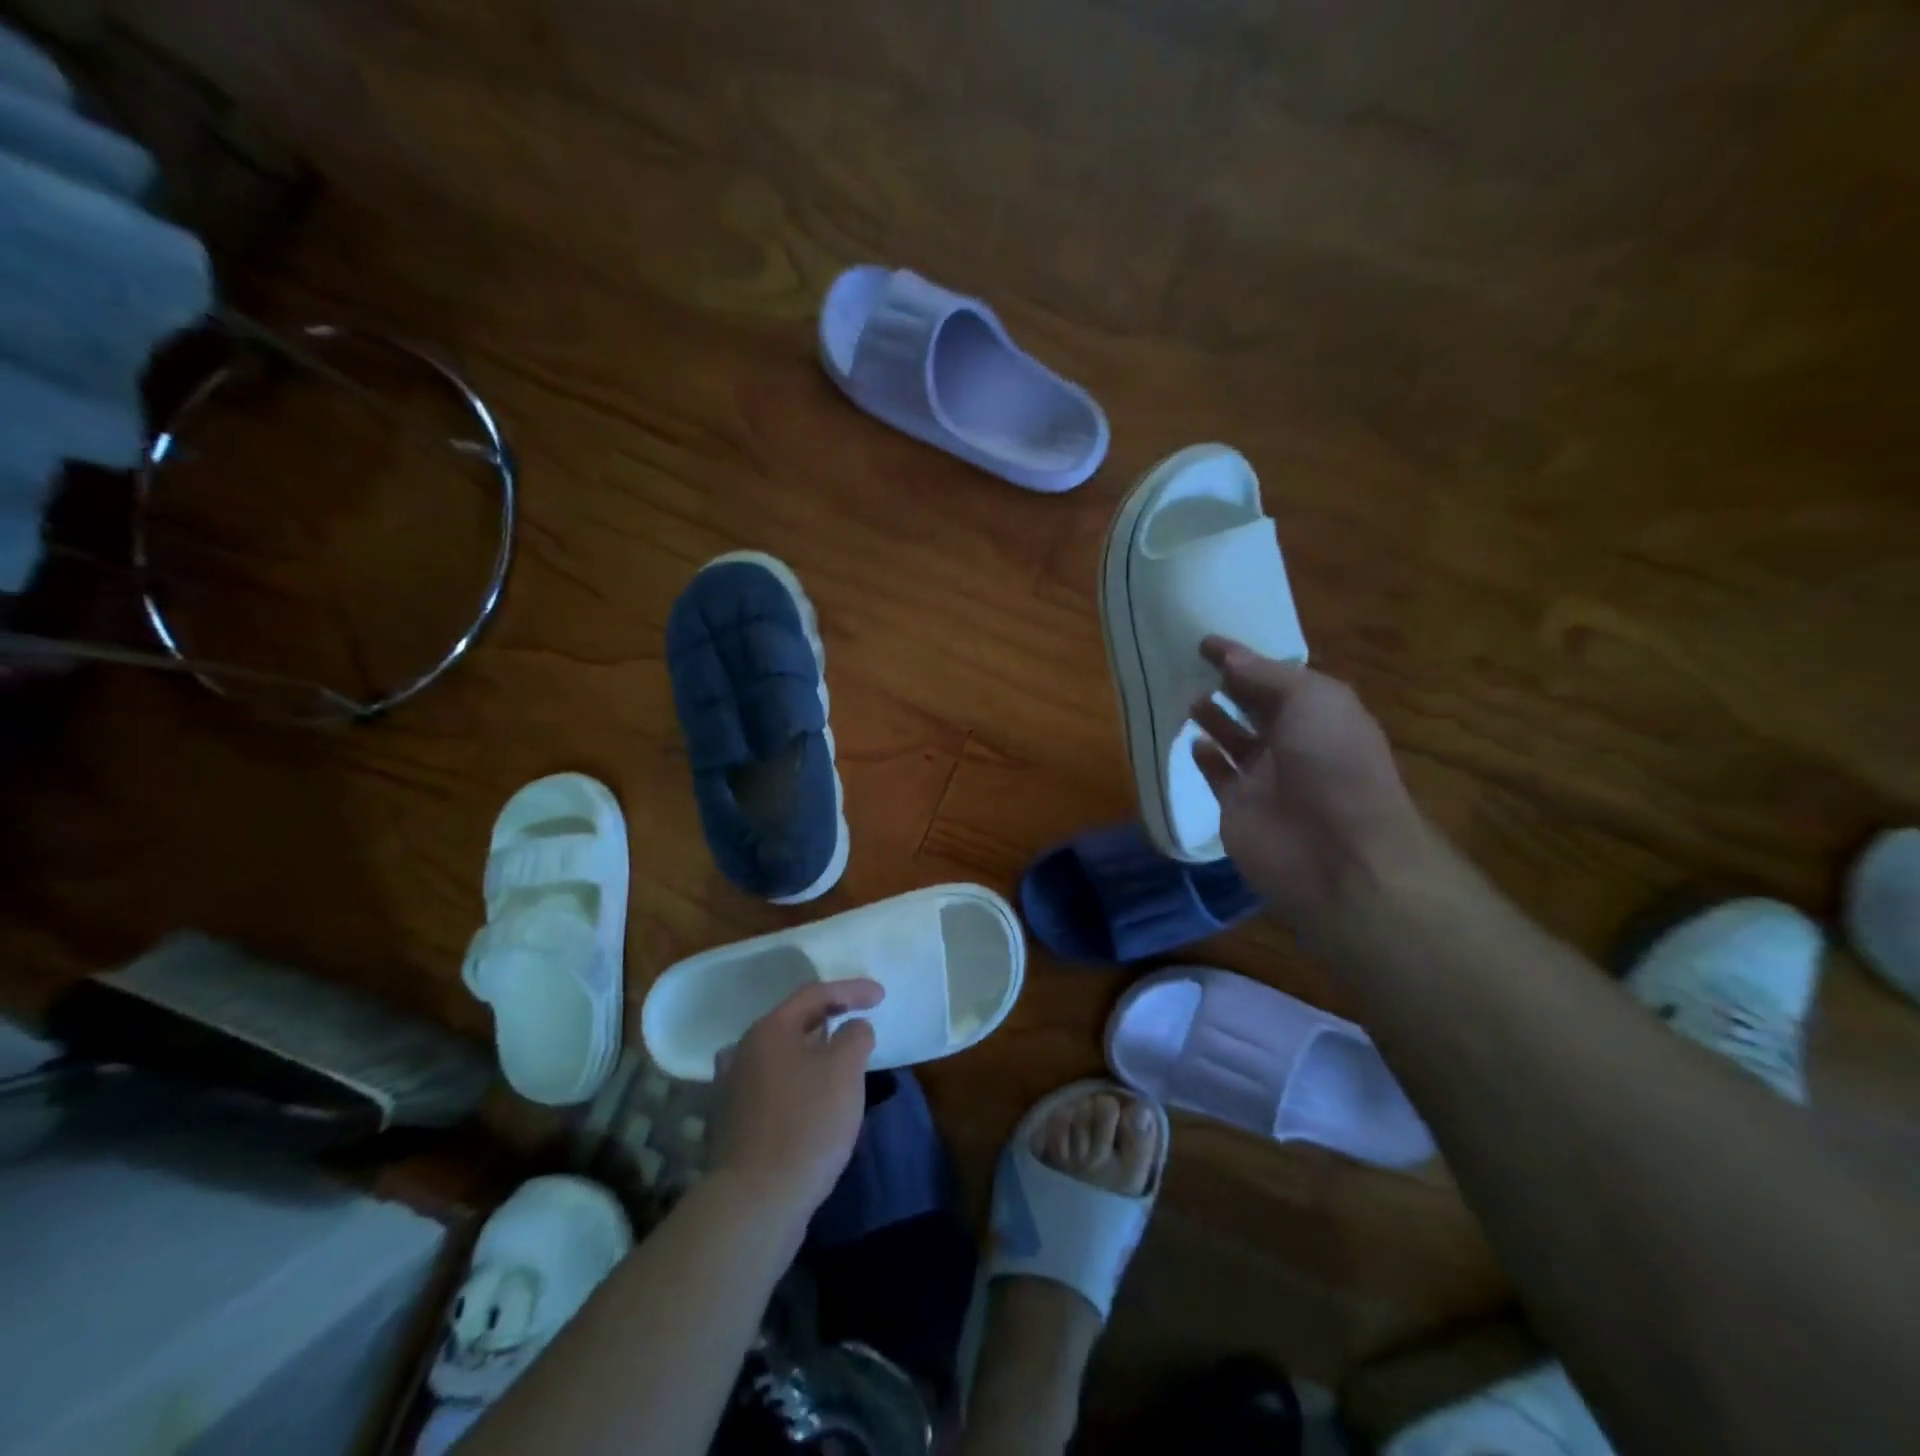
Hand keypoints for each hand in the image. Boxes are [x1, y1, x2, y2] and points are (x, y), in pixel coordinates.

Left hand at [707, 978, 883, 1229]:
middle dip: (830, 1022)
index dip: (852, 990)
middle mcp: (743, 1051)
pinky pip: (774, 1088)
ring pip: (782, 1057)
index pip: (816, 994)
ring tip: (839, 1065)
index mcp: (769, 1030)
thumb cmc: (806, 1124)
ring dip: (812, 1055)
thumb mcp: (845, 1070)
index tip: (881, 996)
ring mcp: (732, 1089)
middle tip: (859, 1028)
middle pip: (794, 1023)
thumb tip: (852, 1028)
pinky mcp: (734, 1124)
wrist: (755, 1202)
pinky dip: (798, 1085)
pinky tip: (813, 1103)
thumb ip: (855, 1036)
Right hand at [1190, 636, 1435, 938]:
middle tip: (1189, 665)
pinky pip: (1219, 775)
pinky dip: (1206, 757)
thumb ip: (1265, 676)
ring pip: (1235, 739)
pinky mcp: (1239, 806)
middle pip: (1256, 706)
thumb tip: (1229, 656)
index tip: (1206, 642)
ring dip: (1215, 718)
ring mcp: (1266, 777)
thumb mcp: (1311, 700)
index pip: (1277, 677)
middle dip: (1229, 686)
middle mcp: (1295, 742)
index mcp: (1320, 713)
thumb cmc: (1332, 763)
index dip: (1244, 658)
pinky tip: (1194, 742)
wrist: (1336, 851)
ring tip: (1188, 697)